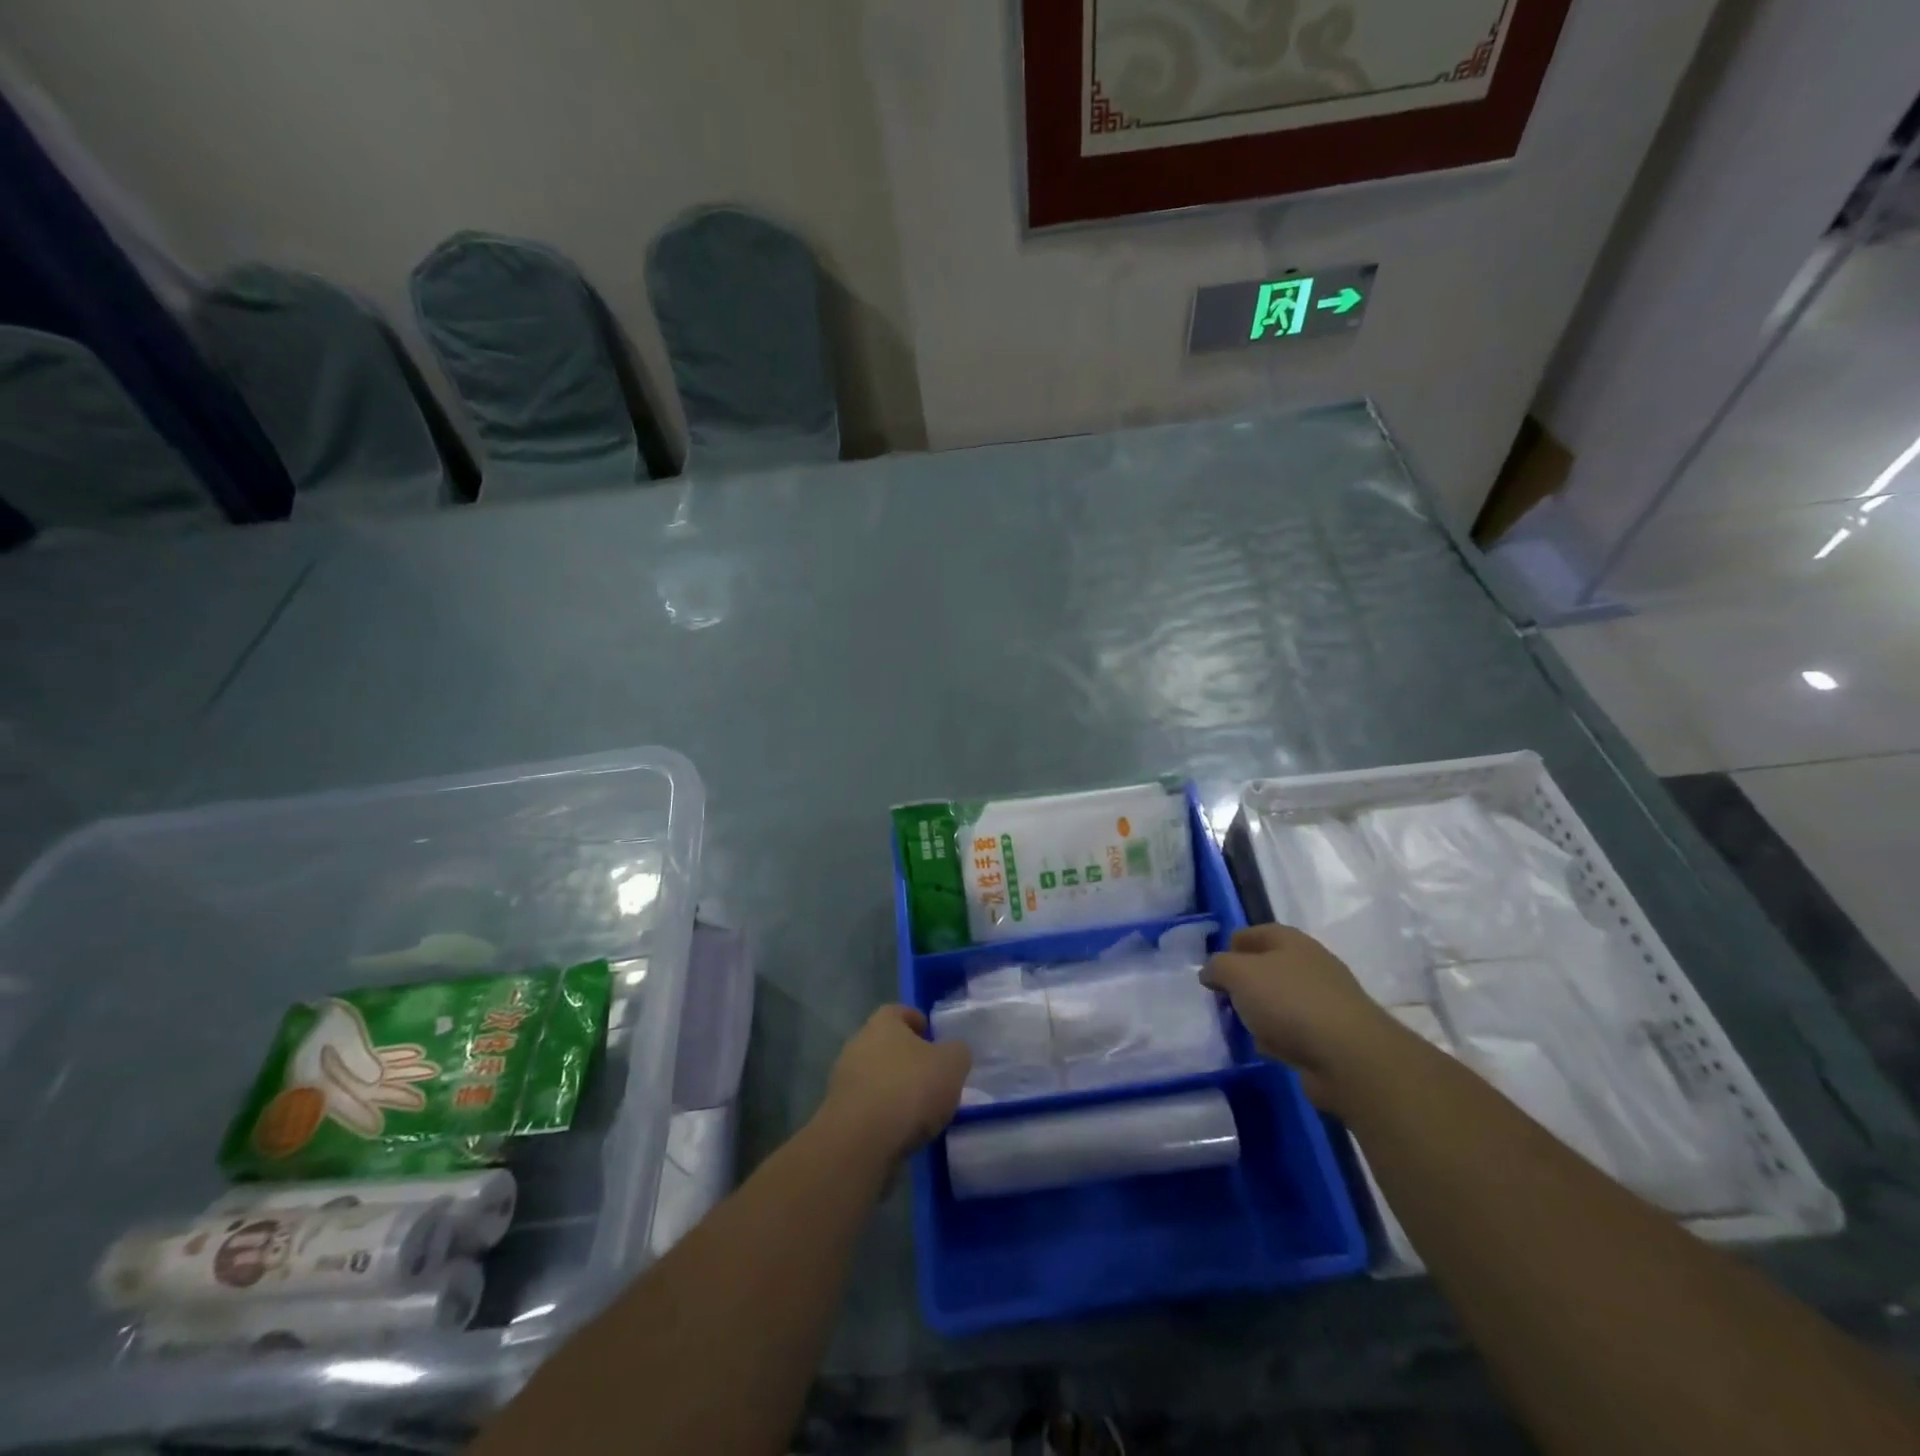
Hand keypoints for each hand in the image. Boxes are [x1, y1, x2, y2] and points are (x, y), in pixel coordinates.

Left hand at [818, 1005, 971, 1163]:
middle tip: (931, 1074)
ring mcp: (844, 1079)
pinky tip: (901, 1129)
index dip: (917, 1021)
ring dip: (894, 1087)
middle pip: (886, 1044)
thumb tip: (954, 1052)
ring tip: (920, 1108)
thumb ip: (957, 1052)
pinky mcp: (839, 1114)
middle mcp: (858, 1044)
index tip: (932, 1036)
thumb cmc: (909, 1088)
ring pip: (875, 1076)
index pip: (900, 1011)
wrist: (861, 1141)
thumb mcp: (952, 1064)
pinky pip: (867, 1106)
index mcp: (883, 1023)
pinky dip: (883, 1113)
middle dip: (906, 1057)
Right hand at [1201, 924, 1396, 1111]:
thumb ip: (1217, 966)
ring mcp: (1324, 1000)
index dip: (1230, 947)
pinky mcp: (1331, 1034)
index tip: (1212, 971)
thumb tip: (1211, 972)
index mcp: (1290, 941)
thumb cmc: (1289, 1002)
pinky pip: (1294, 1030)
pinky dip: (1279, 1038)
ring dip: (1260, 1013)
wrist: (1348, 1056)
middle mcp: (1310, 964)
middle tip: (1222, 1001)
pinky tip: (1269, 1049)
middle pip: (1266, 968)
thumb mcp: (1239, 974)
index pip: (1253, 933)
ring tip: (1242, 1028)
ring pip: (1279, 1000)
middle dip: (1243, 984)